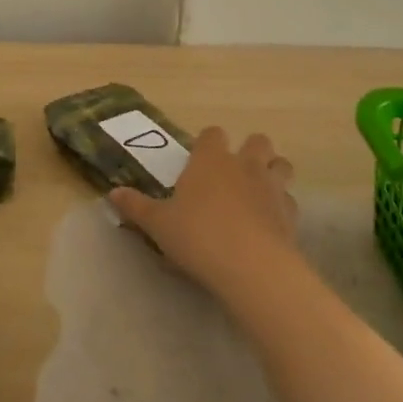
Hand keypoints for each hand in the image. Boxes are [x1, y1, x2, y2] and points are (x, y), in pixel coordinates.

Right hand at [108, 127, 301, 301]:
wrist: (251, 267)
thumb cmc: (198, 236)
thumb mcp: (158, 224)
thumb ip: (136, 207)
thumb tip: (112, 194)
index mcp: (211, 159)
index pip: (212, 134)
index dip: (207, 144)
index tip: (198, 161)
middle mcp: (244, 165)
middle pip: (257, 141)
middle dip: (250, 151)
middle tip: (233, 173)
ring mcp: (272, 187)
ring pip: (281, 165)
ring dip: (273, 172)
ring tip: (257, 192)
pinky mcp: (291, 215)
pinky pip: (289, 201)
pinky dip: (281, 207)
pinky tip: (268, 224)